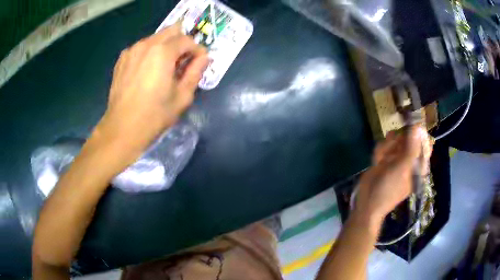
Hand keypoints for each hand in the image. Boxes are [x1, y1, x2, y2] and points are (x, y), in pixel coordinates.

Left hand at [93, 24, 208, 159]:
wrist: (122, 129)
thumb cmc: (154, 115)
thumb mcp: (182, 96)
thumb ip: (196, 72)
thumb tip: (204, 58)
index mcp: (163, 52)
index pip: (187, 40)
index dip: (197, 50)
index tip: (200, 62)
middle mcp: (146, 44)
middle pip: (171, 31)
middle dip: (181, 43)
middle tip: (183, 61)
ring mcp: (132, 50)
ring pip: (155, 38)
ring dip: (165, 47)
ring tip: (165, 68)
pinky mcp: (122, 59)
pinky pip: (141, 47)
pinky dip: (150, 53)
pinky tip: (148, 71)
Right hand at [354, 126, 429, 224]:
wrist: (368, 202)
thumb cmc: (389, 188)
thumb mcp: (402, 168)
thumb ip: (411, 147)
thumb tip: (418, 126)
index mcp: (419, 164)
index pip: (424, 143)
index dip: (417, 133)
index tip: (409, 127)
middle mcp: (410, 159)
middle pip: (408, 138)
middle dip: (398, 141)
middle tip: (393, 148)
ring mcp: (397, 158)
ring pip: (395, 140)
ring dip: (387, 147)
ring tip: (383, 159)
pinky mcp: (385, 158)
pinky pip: (384, 146)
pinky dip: (380, 151)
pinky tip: (377, 161)